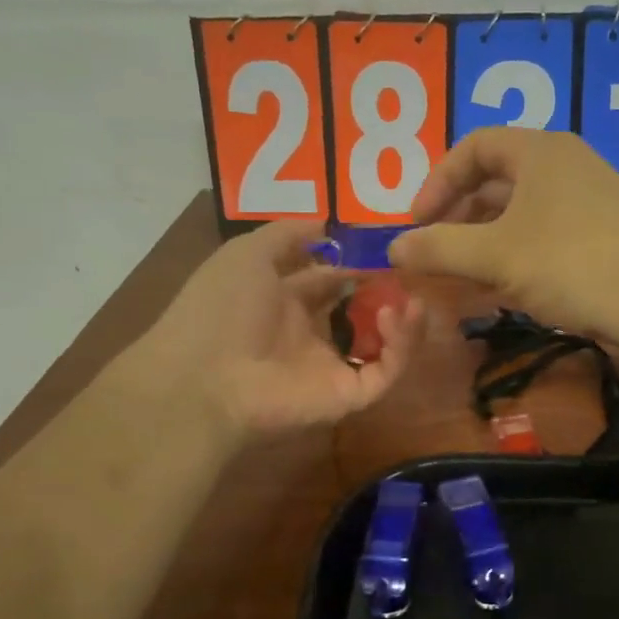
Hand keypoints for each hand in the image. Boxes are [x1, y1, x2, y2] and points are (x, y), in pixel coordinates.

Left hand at [140, 219, 424, 441]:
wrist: (205, 376)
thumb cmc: (222, 307)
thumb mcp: (248, 253)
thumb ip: (288, 234)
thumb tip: (326, 222)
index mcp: (283, 303)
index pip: (328, 281)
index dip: (353, 263)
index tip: (382, 247)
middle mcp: (309, 335)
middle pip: (359, 314)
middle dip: (386, 293)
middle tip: (410, 273)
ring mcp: (330, 368)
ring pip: (381, 347)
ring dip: (403, 323)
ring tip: (413, 298)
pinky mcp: (347, 396)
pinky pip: (385, 373)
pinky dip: (402, 347)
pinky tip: (401, 316)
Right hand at [388, 129, 618, 352]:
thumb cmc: (574, 263)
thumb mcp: (496, 255)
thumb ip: (438, 249)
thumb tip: (392, 248)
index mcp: (540, 152)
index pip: (473, 148)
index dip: (436, 182)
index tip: (415, 224)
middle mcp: (563, 171)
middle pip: (493, 185)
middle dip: (455, 221)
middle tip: (430, 257)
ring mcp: (583, 210)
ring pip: (515, 221)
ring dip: (479, 250)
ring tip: (452, 284)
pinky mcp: (596, 246)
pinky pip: (538, 247)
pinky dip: (509, 267)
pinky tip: (491, 298)